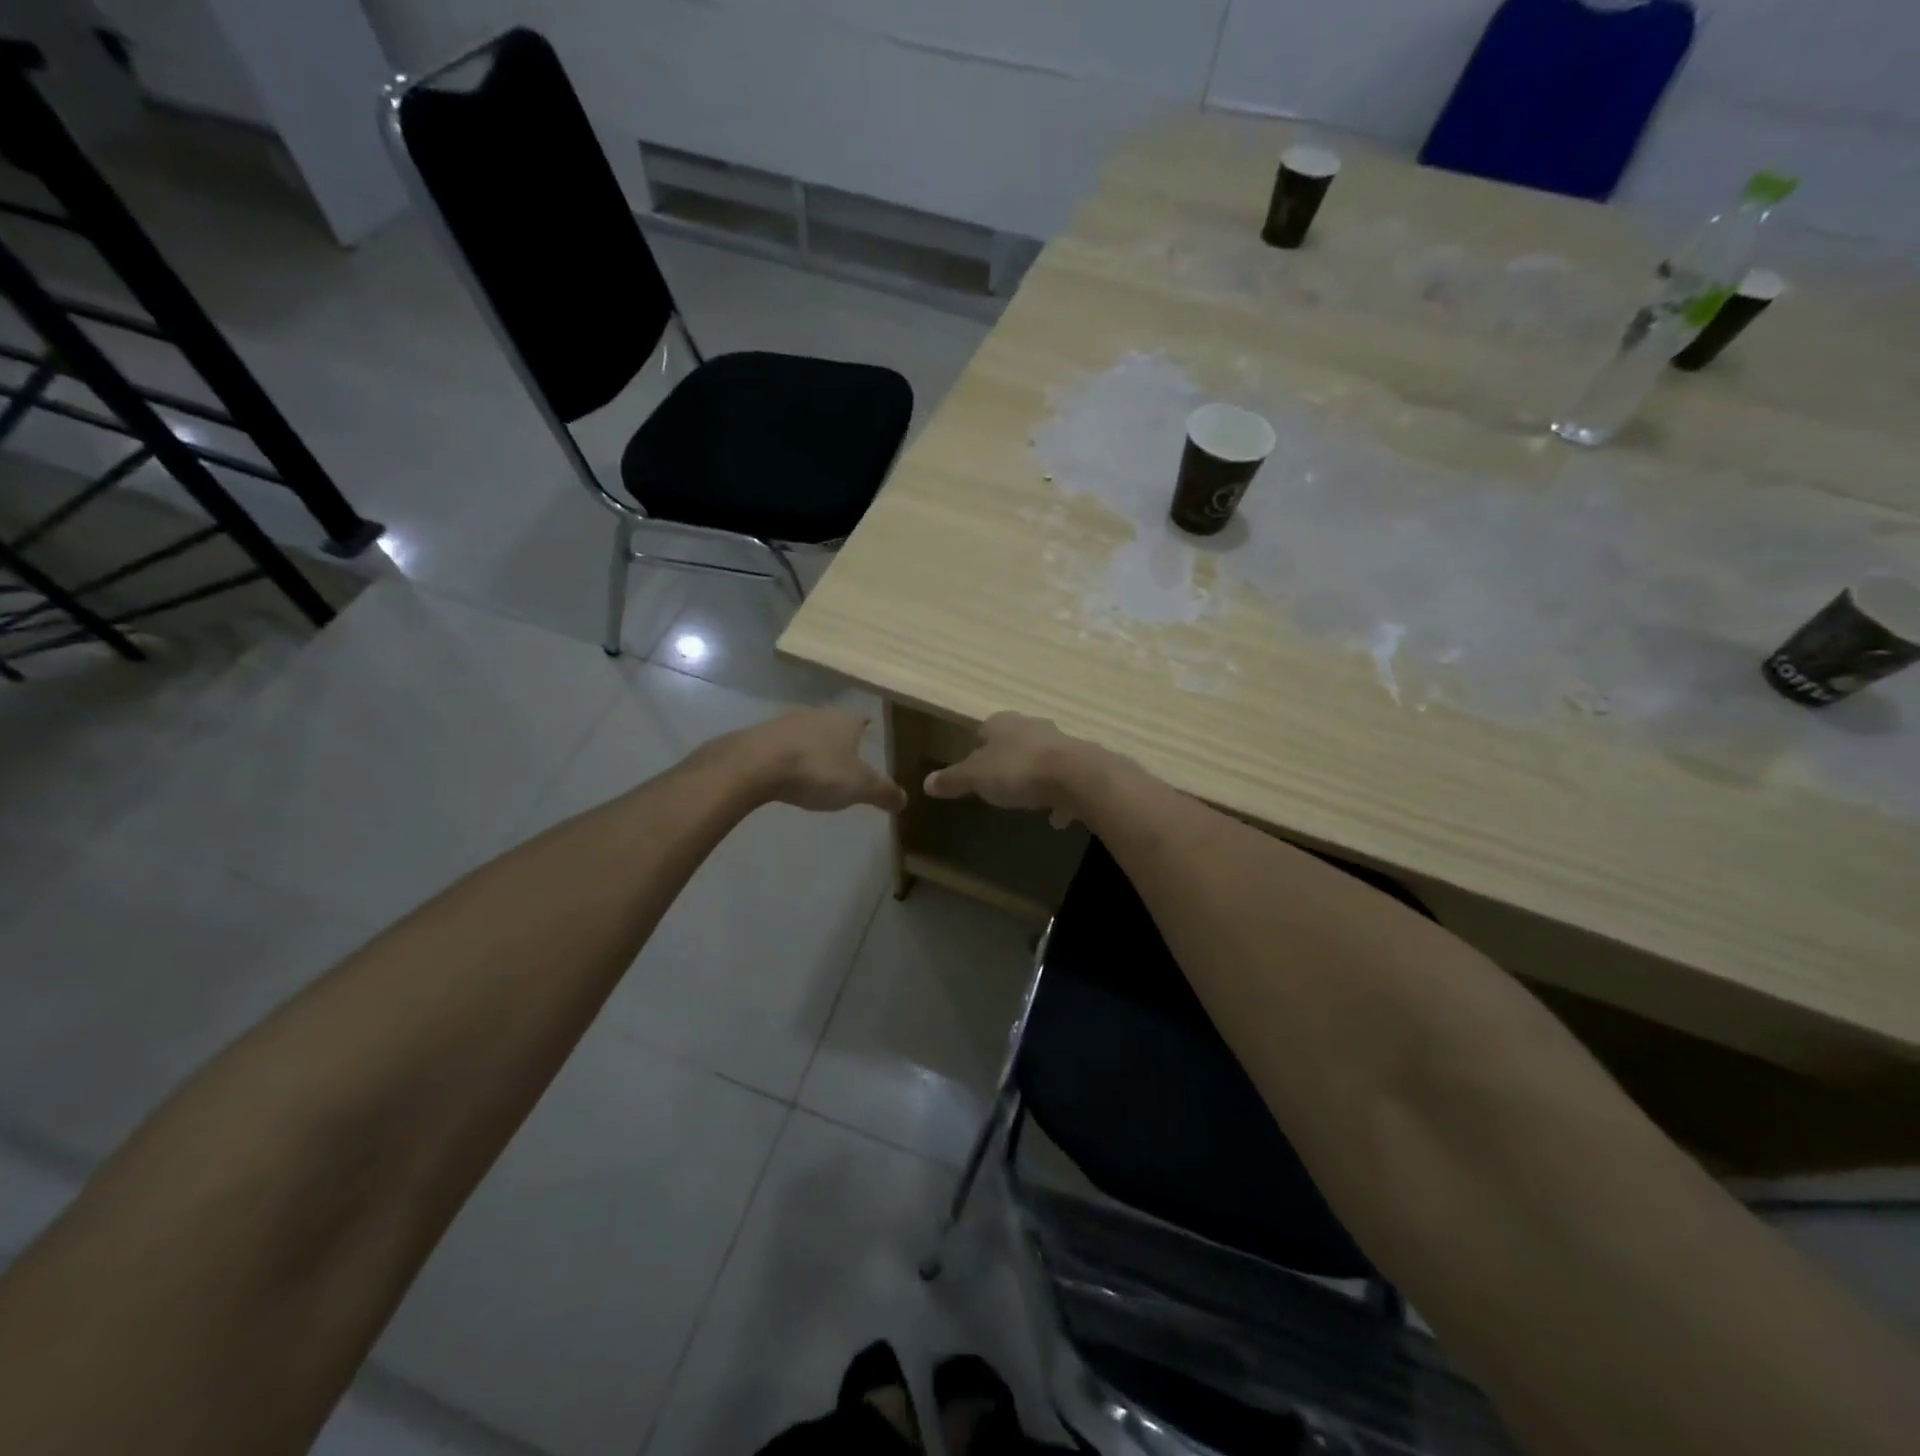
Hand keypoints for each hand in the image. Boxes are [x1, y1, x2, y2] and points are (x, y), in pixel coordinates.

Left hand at [733, 708, 907, 813]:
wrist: (755, 764)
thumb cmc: (816, 770)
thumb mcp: (859, 786)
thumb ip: (883, 792)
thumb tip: (905, 800)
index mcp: (845, 720)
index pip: (862, 718)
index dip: (867, 727)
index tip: (870, 733)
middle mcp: (817, 713)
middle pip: (834, 723)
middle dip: (839, 738)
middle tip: (846, 755)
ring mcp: (786, 722)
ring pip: (807, 731)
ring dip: (812, 745)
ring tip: (816, 766)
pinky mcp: (760, 735)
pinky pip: (782, 744)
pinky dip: (788, 755)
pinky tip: (787, 771)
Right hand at [923, 712, 1094, 827]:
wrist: (1076, 776)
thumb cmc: (1017, 770)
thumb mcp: (975, 778)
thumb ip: (952, 780)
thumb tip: (926, 783)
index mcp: (1003, 724)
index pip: (984, 730)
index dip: (977, 747)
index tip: (973, 768)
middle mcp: (1032, 726)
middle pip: (1015, 741)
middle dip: (1008, 759)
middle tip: (999, 782)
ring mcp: (1061, 743)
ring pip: (1042, 758)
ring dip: (1035, 776)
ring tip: (1027, 799)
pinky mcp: (1082, 764)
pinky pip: (1065, 781)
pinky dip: (1059, 796)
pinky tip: (1056, 817)